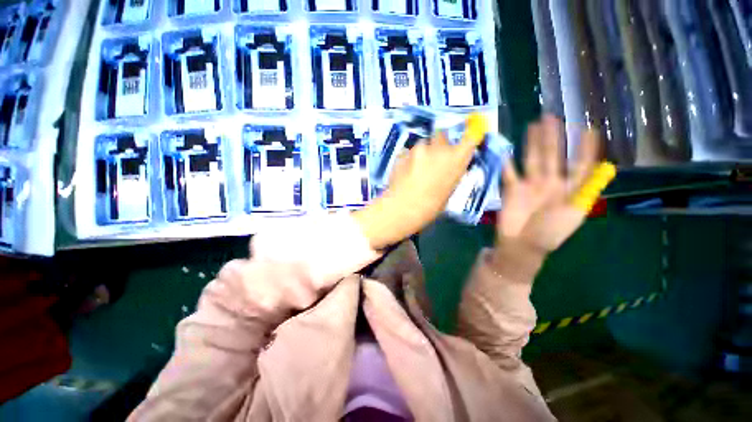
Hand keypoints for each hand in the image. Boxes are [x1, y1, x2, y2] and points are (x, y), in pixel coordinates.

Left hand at [354, 114, 487, 249]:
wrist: (403, 207)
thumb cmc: (430, 207)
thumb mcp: (449, 191)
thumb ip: (451, 173)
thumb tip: (448, 168)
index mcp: (456, 159)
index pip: (470, 138)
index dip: (468, 137)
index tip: (467, 139)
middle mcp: (439, 149)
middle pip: (442, 135)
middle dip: (439, 144)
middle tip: (434, 158)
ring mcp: (419, 149)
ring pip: (423, 144)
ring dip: (423, 152)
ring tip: (416, 168)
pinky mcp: (403, 153)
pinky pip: (409, 152)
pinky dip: (409, 158)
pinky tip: (405, 171)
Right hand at [497, 116, 613, 252]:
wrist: (521, 245)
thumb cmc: (549, 233)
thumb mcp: (573, 213)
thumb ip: (585, 190)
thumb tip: (602, 167)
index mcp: (568, 190)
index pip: (579, 165)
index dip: (585, 148)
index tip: (588, 129)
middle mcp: (550, 183)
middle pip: (553, 156)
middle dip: (553, 138)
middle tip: (552, 117)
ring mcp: (529, 185)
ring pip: (532, 159)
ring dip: (532, 143)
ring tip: (533, 125)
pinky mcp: (511, 189)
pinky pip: (509, 173)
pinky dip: (506, 163)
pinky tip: (505, 151)